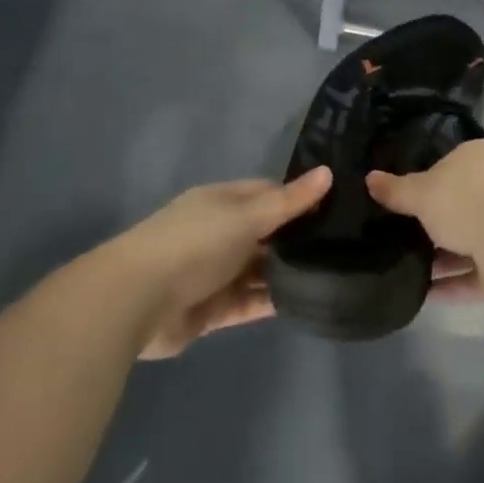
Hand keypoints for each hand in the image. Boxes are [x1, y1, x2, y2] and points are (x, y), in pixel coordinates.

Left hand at [116, 168, 330, 358]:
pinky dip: (271, 302)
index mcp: (223, 202)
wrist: (138, 300)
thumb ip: (288, 201)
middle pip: (265, 233)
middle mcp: (219, 233)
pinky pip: (249, 303)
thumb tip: (328, 172)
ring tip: (333, 275)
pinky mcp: (212, 310)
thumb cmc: (195, 243)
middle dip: (296, 239)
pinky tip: (305, 302)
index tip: (336, 206)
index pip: (268, 193)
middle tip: (345, 245)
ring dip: (286, 274)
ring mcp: (215, 273)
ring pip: (259, 271)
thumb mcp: (246, 216)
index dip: (298, 198)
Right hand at [368, 140, 483, 296]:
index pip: (450, 165)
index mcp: (481, 158)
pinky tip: (422, 296)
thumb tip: (369, 178)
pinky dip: (452, 285)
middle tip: (397, 236)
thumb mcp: (422, 192)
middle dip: (434, 223)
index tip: (399, 202)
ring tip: (403, 269)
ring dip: (441, 258)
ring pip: (469, 242)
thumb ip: (397, 190)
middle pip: (461, 205)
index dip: (424, 182)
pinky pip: (476, 274)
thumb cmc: (468, 199)